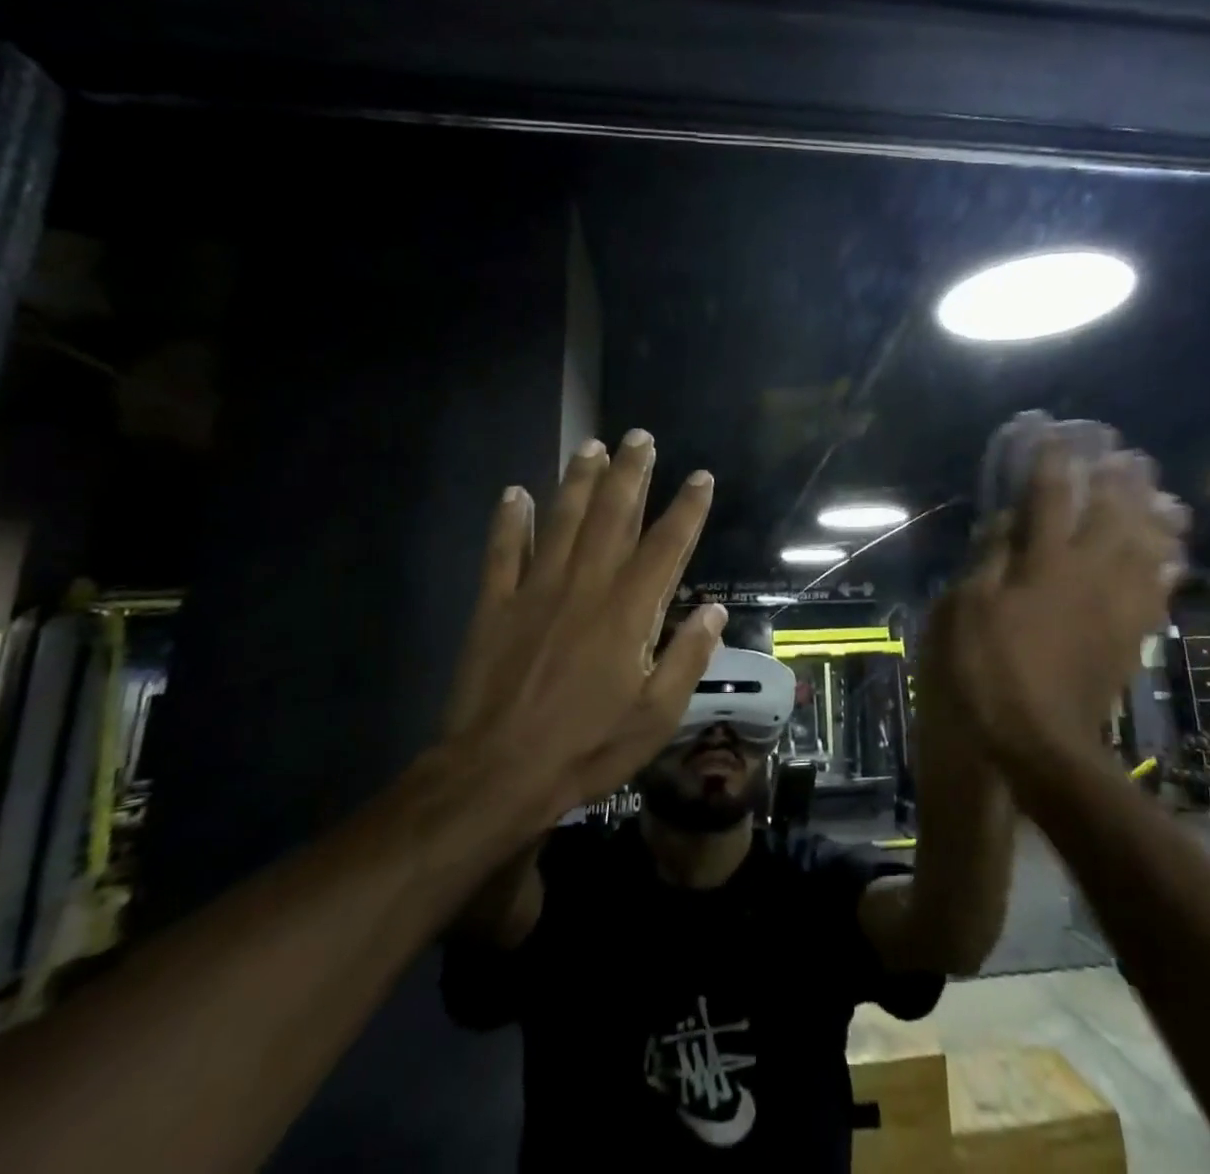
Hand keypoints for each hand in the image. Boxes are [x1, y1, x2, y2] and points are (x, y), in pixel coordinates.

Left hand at [437, 430, 725, 844]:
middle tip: (640, 436)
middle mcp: (585, 586)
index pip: (666, 545)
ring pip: (562, 521)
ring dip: (579, 481)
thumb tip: (715, 610)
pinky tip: (514, 492)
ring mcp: (536, 591)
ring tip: (592, 445)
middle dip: (630, 473)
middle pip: (612, 516)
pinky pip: (502, 552)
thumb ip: (688, 657)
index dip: (687, 508)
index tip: (700, 476)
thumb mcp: (656, 715)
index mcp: (629, 611)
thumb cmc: (587, 747)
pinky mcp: (495, 605)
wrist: (496, 774)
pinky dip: (508, 521)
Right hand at [942, 443, 1187, 766]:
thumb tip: (1005, 520)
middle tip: (1124, 452)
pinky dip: (1168, 565)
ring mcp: (1117, 603)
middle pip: (1113, 512)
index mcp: (1045, 562)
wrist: (1042, 740)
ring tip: (1160, 491)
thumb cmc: (992, 671)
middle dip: (1119, 477)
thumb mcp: (968, 611)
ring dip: (1154, 513)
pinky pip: (1159, 589)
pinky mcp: (1131, 633)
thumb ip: (989, 559)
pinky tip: (1172, 554)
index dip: (1052, 461)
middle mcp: (1089, 572)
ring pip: (1147, 545)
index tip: (1053, 434)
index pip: (1051, 497)